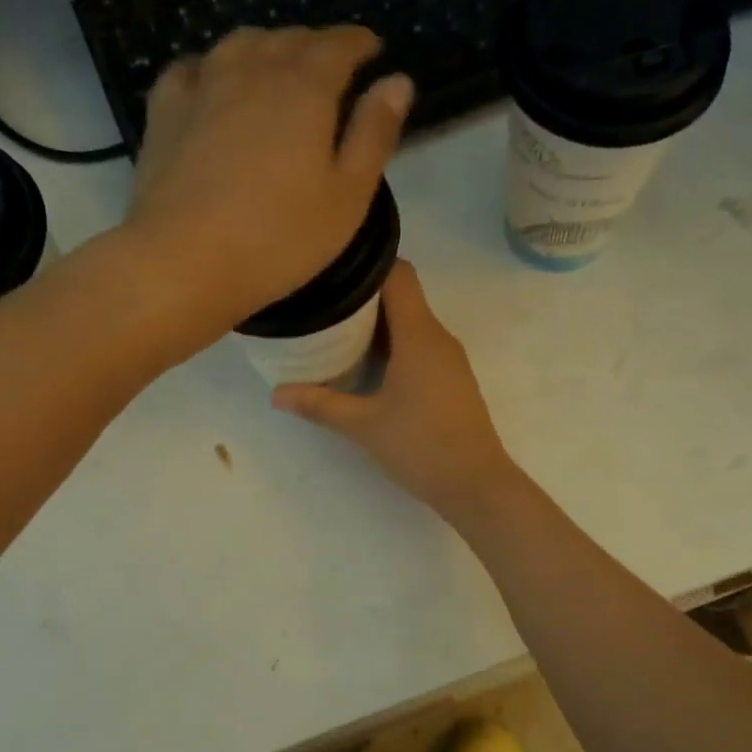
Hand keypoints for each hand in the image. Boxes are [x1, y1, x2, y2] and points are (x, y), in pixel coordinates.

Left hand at [125, 26, 412, 345]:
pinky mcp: (165, 110)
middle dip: (316, 45)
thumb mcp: (347, 198)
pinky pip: (194, 68)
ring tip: (279, 70)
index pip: (339, 45)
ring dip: (268, 48)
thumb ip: (374, 135)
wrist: (184, 262)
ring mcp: (203, 85)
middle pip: (290, 39)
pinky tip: (216, 85)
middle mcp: (253, 69)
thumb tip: (398, 82)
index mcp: (305, 88)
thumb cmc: (279, 239)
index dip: (360, 44)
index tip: (372, 50)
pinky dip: (214, 66)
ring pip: (241, 44)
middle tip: (331, 66)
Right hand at [272, 261, 521, 522]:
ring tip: (337, 338)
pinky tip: (368, 370)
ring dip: (378, 327)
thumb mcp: (363, 425)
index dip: (366, 266)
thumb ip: (320, 404)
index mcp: (419, 334)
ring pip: (411, 324)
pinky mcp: (452, 380)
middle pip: (402, 297)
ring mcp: (449, 359)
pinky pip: (420, 347)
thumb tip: (276, 394)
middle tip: (323, 310)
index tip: (332, 276)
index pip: (398, 274)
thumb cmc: (420, 446)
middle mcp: (438, 337)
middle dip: (363, 299)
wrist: (475, 484)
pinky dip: (394, 348)